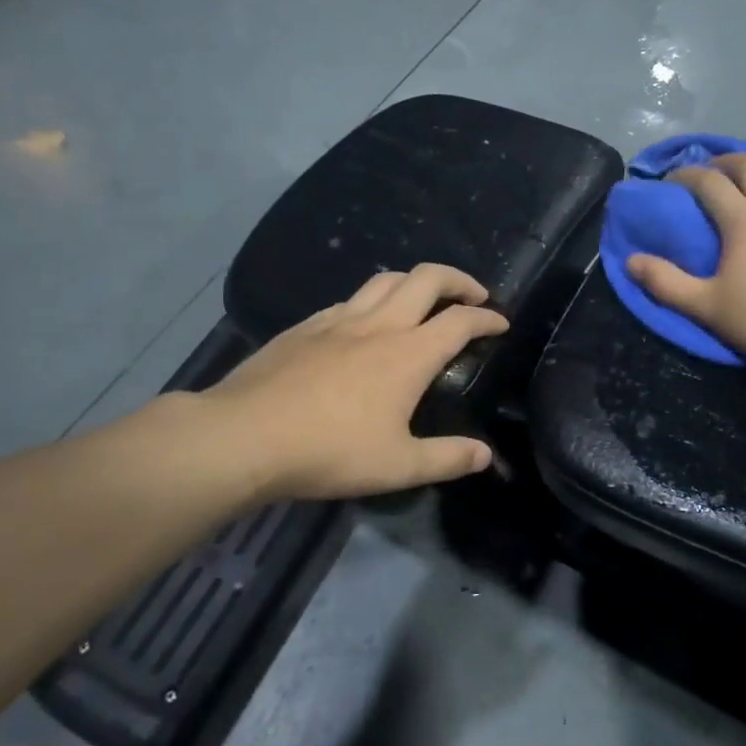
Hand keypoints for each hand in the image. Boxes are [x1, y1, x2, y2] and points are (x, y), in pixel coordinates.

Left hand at [192, 264, 508, 500]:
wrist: (244, 436)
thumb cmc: (329, 451)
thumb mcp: (398, 466)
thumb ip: (448, 458)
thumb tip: (486, 455)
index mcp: (408, 354)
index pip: (460, 321)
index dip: (487, 317)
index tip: (501, 323)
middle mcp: (378, 325)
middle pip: (426, 278)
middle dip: (458, 280)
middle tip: (472, 295)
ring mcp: (337, 320)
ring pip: (385, 279)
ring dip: (414, 282)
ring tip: (423, 300)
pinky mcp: (305, 327)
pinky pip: (350, 299)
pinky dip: (372, 300)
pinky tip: (365, 323)